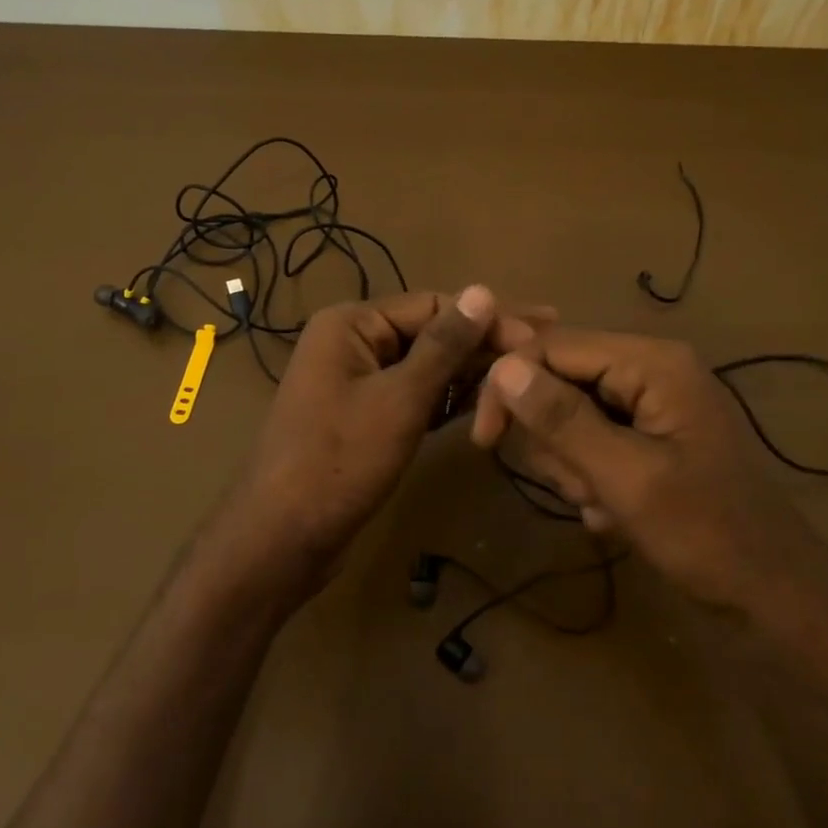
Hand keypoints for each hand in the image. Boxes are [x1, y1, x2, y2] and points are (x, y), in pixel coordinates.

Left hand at [220, 286, 536, 594]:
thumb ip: (444, 346)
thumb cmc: (340, 460)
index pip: (433, 305)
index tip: (542, 332)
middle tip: (544, 347)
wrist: (283, 536)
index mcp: (351, 324)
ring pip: (425, 367)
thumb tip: (483, 290)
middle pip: (430, 333)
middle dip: (483, 343)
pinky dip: (447, 400)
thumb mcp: (399, 399)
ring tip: (524, 376)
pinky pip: (414, 396)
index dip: (487, 318)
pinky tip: (487, 403)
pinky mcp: (365, 417)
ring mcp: (357, 382)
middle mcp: (352, 343)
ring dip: (469, 372)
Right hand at [473, 329, 827, 621]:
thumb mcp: (626, 477)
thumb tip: (502, 368)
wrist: (769, 594)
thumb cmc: (704, 534)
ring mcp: (649, 404)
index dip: (510, 384)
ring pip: (568, 416)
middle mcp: (650, 370)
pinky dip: (589, 478)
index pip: (553, 346)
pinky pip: (590, 441)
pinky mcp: (646, 436)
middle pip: (558, 379)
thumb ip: (563, 420)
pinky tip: (612, 513)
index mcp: (652, 362)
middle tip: (578, 486)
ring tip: (603, 504)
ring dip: (571, 466)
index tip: (484, 439)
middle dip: (553, 439)